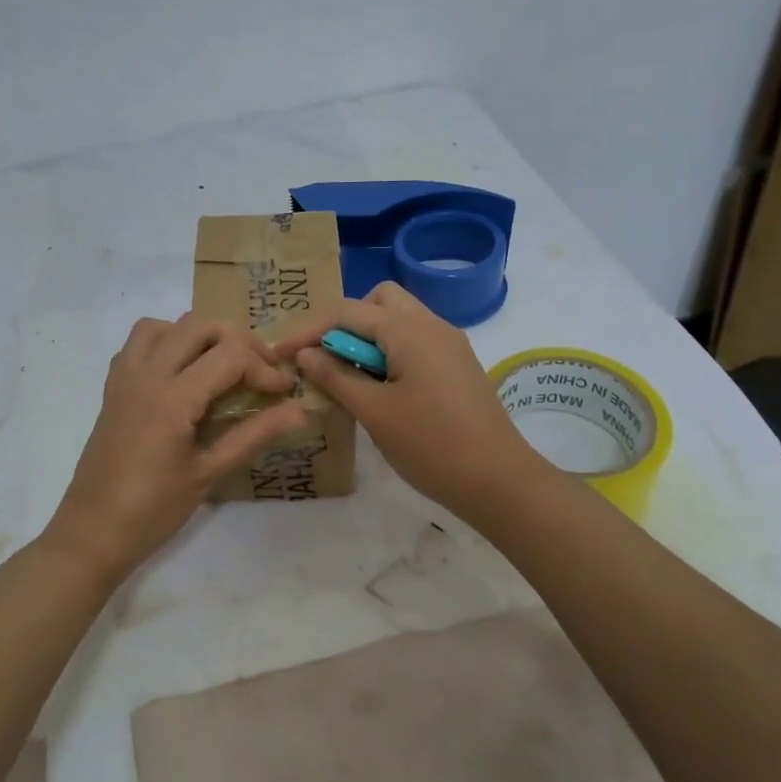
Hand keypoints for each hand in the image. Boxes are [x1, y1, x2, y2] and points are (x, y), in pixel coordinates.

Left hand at [43, 314, 307, 582]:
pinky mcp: (113, 387)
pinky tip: (182, 373)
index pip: (230, 355)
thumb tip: (299, 411)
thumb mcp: (209, 474)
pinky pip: (139, 342)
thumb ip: (254, 435)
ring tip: (221, 364)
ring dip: (199, 335)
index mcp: (172, 398)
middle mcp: (146, 375)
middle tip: (261, 370)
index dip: (264, 368)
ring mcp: (125, 378)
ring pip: (165, 325)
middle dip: (238, 340)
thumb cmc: (153, 510)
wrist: (93, 532)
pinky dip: (166, 341)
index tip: (284, 391)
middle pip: (199, 325)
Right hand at [275, 283, 546, 523]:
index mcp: (409, 331)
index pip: (347, 311)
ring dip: (368, 338)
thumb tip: (305, 353)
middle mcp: (432, 325)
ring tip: (348, 376)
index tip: (281, 354)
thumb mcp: (374, 412)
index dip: (309, 329)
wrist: (498, 481)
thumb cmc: (431, 445)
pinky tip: (378, 387)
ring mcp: (449, 344)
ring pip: (399, 319)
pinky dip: (389, 351)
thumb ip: (336, 376)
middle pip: (379, 301)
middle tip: (327, 358)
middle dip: (345, 322)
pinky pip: (415, 341)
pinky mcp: (457, 365)